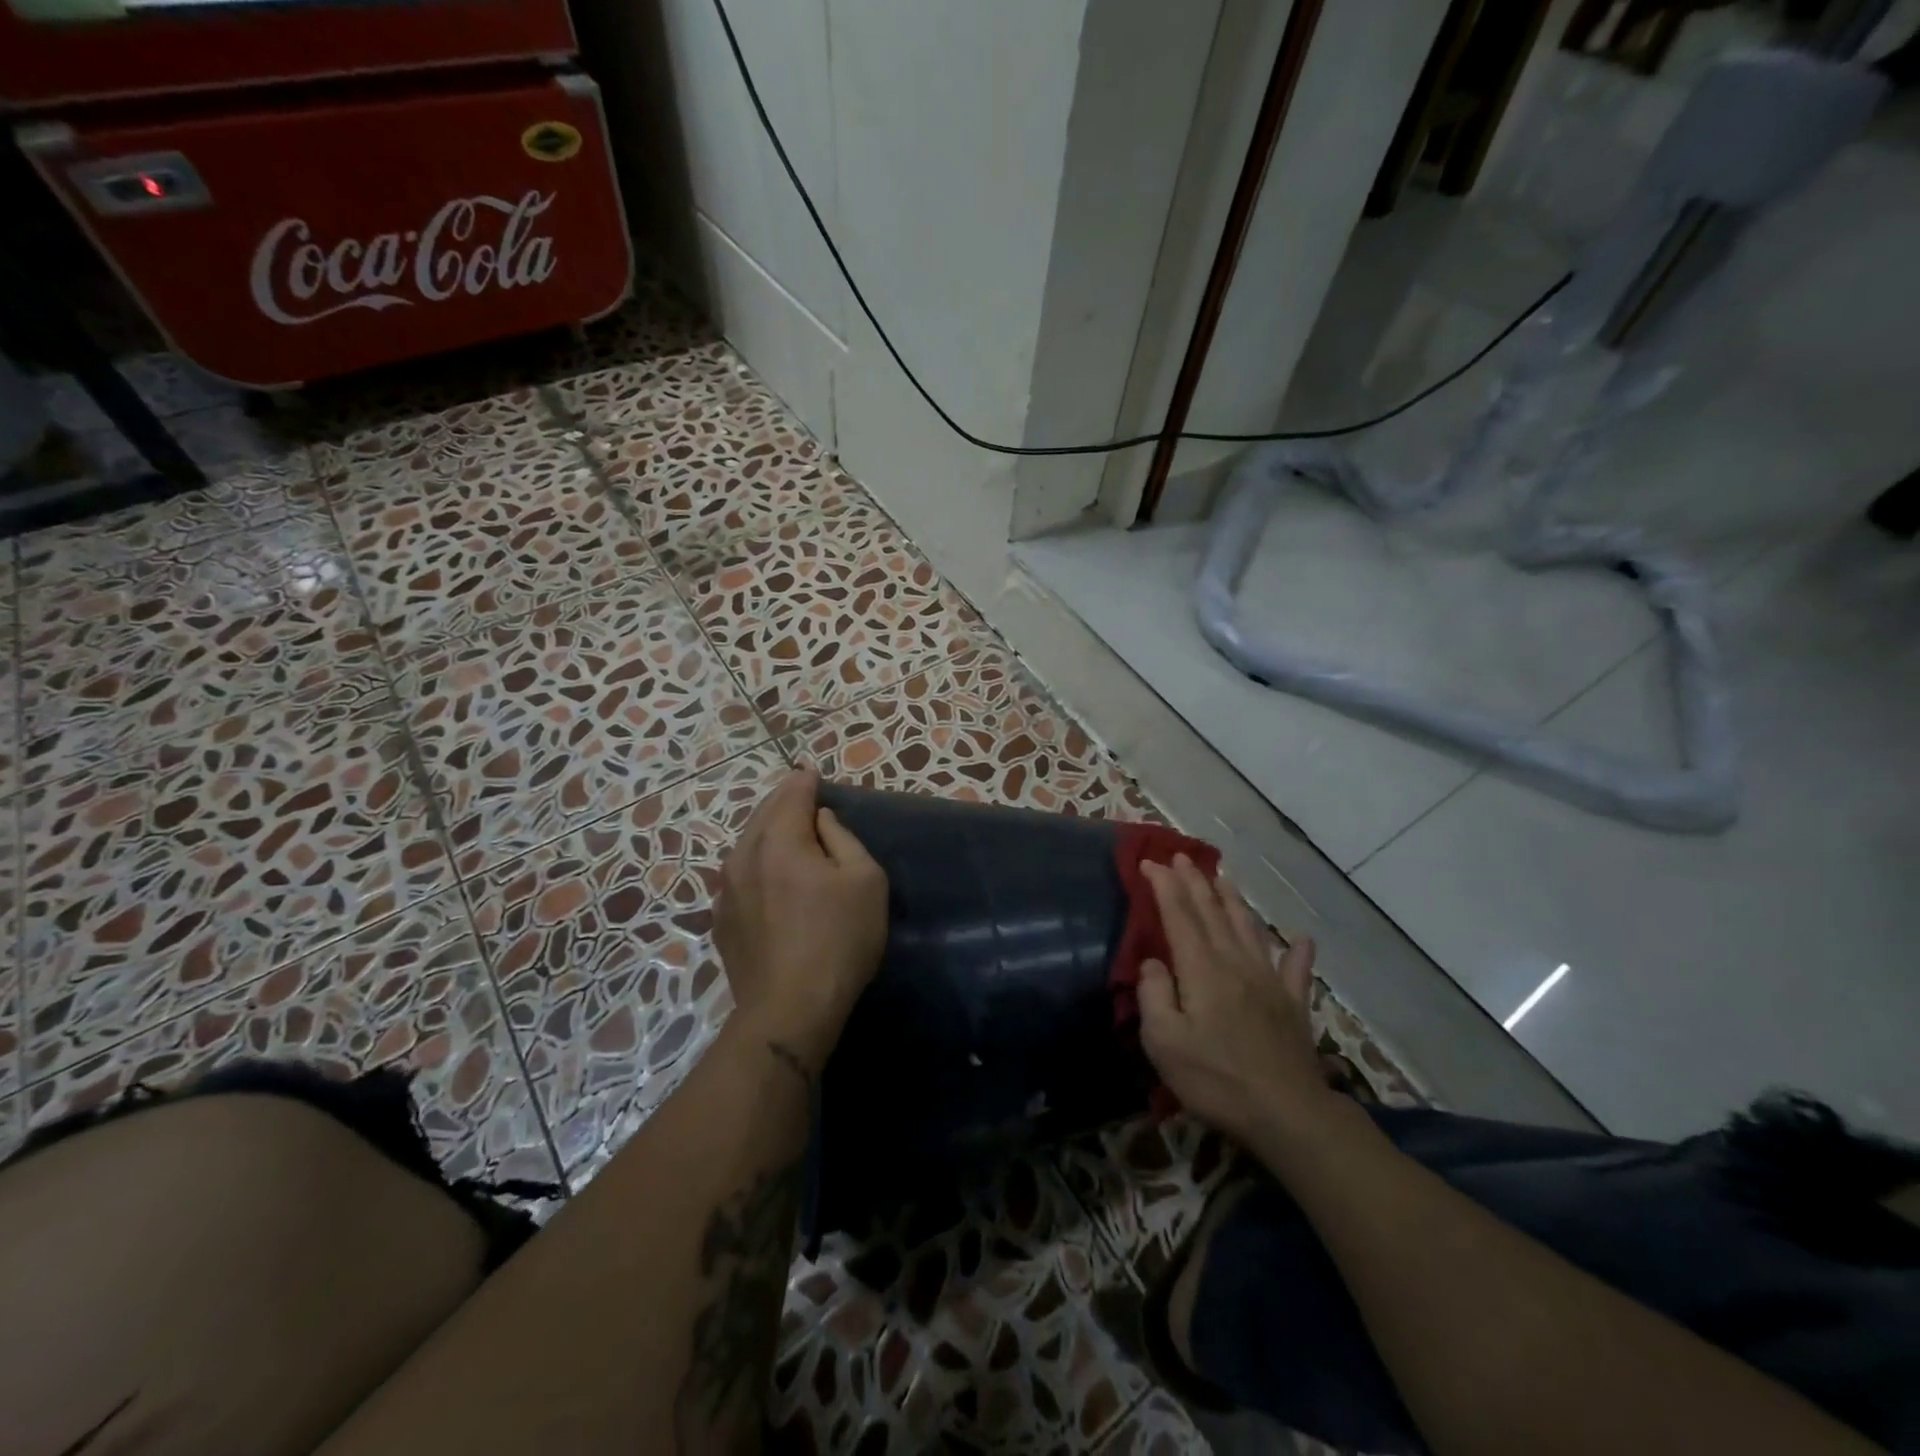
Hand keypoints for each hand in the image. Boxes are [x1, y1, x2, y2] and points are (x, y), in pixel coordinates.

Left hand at [714, 769, 888, 1069]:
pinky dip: (757, 863)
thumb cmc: (839, 939)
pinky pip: (740, 875)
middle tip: (804, 797)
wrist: (789, 1009)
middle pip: (764, 813)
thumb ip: (843, 838)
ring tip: (789, 833)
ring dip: (769, 832)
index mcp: (779, 839)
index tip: (815, 774)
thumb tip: (821, 820)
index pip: (792, 793)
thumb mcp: (864, 880)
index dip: (806, 780)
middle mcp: (744, 855)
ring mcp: (725, 889)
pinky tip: (770, 877)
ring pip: (748, 844)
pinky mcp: (721, 920)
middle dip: (785, 801)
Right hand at [1136, 856, 1340, 1148]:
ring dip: (1233, 900)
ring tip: (1223, 877)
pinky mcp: (1293, 1005)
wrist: (1287, 1114)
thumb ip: (1154, 995)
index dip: (1164, 886)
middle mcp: (1235, 963)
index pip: (1179, 915)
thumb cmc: (1215, 1079)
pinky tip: (1302, 938)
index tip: (1150, 863)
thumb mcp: (1164, 1042)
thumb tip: (1152, 963)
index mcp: (1201, 969)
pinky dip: (1298, 952)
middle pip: (1212, 912)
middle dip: (1194, 881)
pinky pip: (1296, 970)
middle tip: (1180, 856)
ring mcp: (1269, 981)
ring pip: (1248, 928)